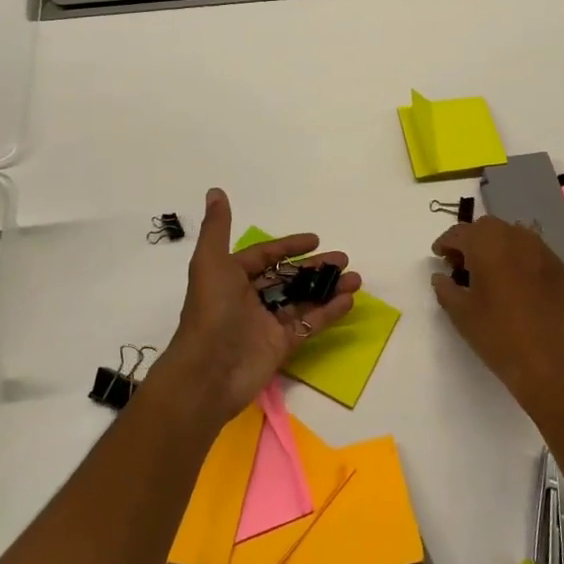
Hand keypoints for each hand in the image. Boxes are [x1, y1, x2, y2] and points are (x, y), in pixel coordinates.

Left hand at [150, 188, 360, 432]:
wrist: (208, 372)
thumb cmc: (210, 311)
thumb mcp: (210, 262)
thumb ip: (217, 227)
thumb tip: (215, 191)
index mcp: (232, 278)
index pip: (265, 257)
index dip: (289, 246)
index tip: (315, 239)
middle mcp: (249, 299)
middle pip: (288, 278)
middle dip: (315, 268)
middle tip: (343, 259)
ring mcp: (266, 324)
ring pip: (302, 300)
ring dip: (328, 288)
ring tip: (355, 279)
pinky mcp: (281, 346)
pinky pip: (308, 325)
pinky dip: (328, 313)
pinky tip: (348, 301)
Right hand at [431, 216, 563, 412]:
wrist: (549, 362)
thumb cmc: (497, 335)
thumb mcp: (460, 313)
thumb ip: (445, 288)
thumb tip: (441, 276)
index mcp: (487, 244)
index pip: (460, 233)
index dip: (445, 243)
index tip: (438, 257)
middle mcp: (516, 238)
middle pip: (487, 227)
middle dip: (471, 240)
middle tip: (461, 264)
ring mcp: (541, 251)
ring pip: (512, 235)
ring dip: (496, 245)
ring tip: (489, 271)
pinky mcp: (558, 268)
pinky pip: (532, 251)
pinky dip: (518, 258)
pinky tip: (514, 281)